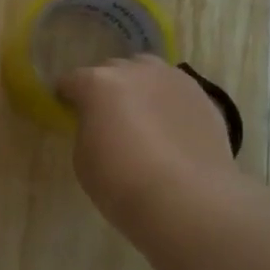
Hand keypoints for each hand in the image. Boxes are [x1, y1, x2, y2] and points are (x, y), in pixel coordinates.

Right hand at [57, 56, 237, 227]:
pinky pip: (175, 91)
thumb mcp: (83, 156)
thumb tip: (99, 123)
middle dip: (104, 88)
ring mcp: (174, 80)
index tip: (66, 111)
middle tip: (104, 115)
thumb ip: (87, 129)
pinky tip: (168, 128)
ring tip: (140, 114)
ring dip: (138, 87)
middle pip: (112, 69)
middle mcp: (135, 71)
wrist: (187, 200)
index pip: (71, 80)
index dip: (66, 96)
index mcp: (98, 83)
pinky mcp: (204, 97)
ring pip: (148, 72)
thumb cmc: (121, 182)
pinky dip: (166, 102)